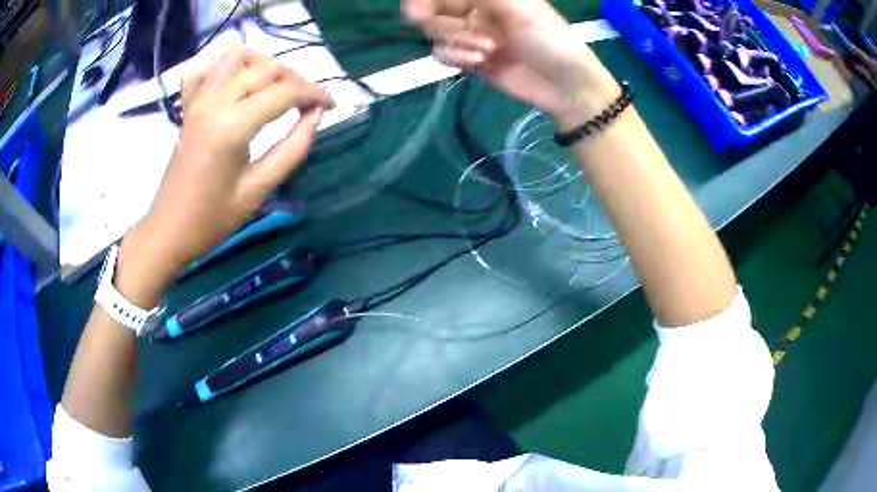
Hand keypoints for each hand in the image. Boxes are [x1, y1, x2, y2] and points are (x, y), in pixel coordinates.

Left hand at [118, 44, 334, 304]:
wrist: (168, 230)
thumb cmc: (212, 219)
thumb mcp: (258, 190)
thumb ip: (291, 149)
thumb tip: (316, 116)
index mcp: (232, 127)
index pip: (284, 92)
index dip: (314, 94)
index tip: (331, 106)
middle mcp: (215, 103)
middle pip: (264, 68)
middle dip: (295, 79)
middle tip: (308, 102)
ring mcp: (198, 101)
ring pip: (236, 56)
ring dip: (263, 63)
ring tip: (277, 84)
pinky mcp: (188, 107)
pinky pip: (204, 68)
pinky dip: (223, 62)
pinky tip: (237, 75)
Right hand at [404, 0, 619, 127]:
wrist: (565, 87)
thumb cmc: (550, 40)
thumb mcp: (519, 6)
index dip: (426, 0)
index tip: (417, 10)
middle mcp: (475, 11)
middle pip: (434, 11)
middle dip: (444, 23)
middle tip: (465, 32)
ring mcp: (471, 35)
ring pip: (437, 33)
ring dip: (458, 42)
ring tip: (488, 51)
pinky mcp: (470, 59)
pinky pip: (444, 54)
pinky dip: (457, 58)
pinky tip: (479, 63)